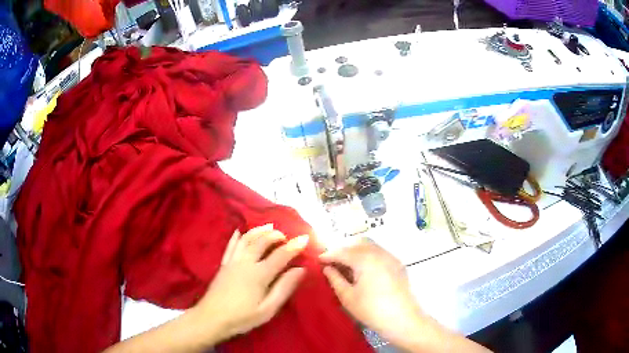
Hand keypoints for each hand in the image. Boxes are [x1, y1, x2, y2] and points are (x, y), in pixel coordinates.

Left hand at [196, 224, 308, 342]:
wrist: (211, 318)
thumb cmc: (242, 317)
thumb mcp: (268, 309)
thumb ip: (284, 288)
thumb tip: (300, 270)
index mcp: (259, 274)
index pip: (281, 255)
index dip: (294, 246)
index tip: (305, 238)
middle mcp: (246, 262)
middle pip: (262, 242)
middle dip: (276, 235)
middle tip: (286, 236)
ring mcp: (232, 261)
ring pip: (246, 239)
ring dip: (259, 231)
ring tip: (269, 227)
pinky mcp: (223, 264)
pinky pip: (231, 245)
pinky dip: (237, 236)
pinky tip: (240, 231)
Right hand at [319, 238, 423, 346]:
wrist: (402, 319)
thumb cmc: (371, 310)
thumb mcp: (348, 297)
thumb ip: (335, 279)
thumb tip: (327, 268)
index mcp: (365, 259)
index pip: (342, 252)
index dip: (328, 255)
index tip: (317, 260)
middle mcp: (379, 253)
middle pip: (357, 243)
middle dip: (343, 249)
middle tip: (332, 261)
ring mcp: (391, 257)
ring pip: (370, 245)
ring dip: (356, 251)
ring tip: (346, 265)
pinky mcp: (398, 265)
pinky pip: (380, 253)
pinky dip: (368, 255)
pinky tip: (363, 269)